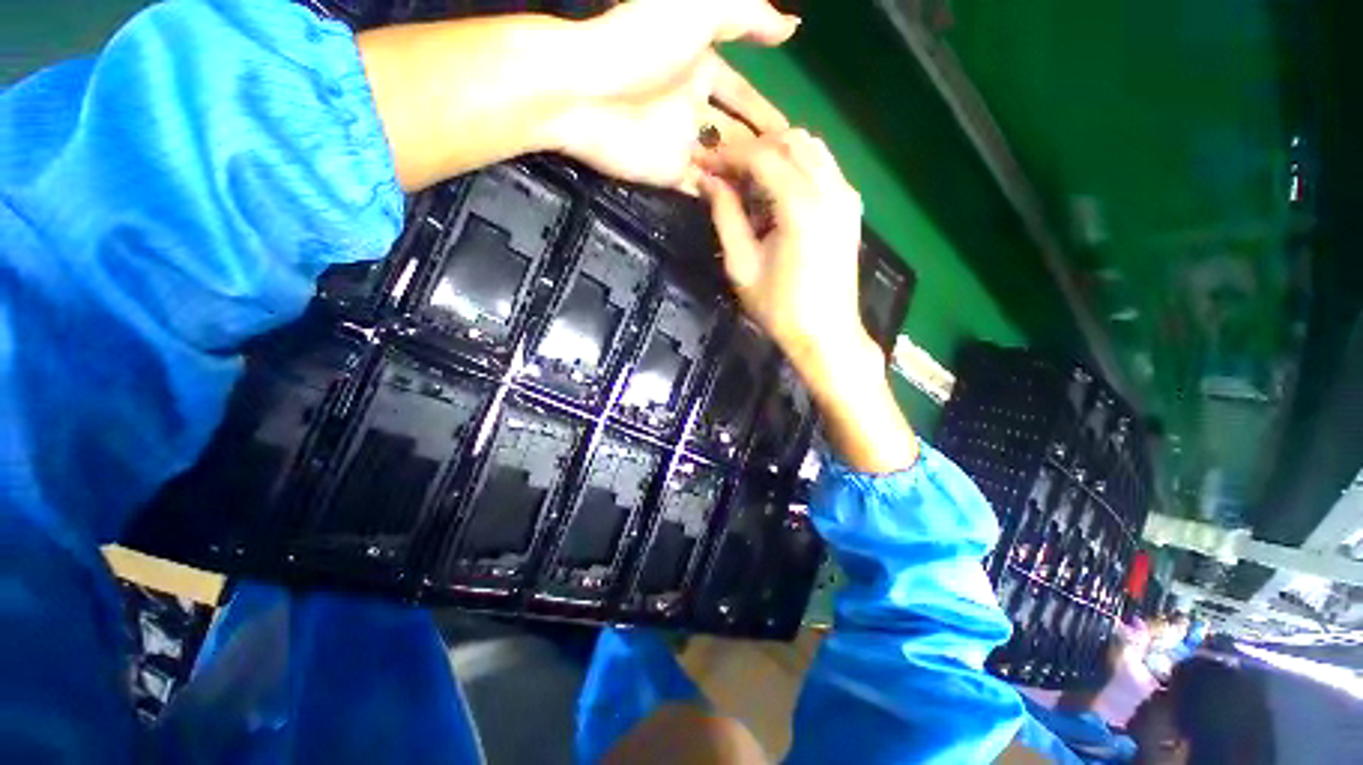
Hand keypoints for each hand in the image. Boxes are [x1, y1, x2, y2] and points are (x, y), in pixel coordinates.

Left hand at [547, 0, 799, 190]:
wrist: (587, 91)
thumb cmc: (642, 44)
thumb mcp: (700, 10)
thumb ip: (747, 16)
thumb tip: (791, 28)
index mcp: (702, 68)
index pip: (743, 95)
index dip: (766, 113)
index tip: (793, 134)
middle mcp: (693, 108)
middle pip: (734, 135)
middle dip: (760, 151)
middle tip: (789, 173)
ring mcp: (680, 144)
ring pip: (721, 165)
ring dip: (744, 178)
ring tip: (775, 196)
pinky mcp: (668, 174)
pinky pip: (701, 189)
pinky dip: (721, 198)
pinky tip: (745, 211)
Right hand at [698, 129, 870, 370]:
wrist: (827, 334)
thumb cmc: (779, 309)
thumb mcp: (742, 266)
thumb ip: (725, 216)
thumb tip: (707, 181)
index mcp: (801, 206)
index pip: (761, 156)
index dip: (728, 155)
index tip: (703, 161)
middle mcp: (830, 189)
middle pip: (789, 140)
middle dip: (751, 148)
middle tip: (724, 170)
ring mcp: (847, 195)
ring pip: (809, 147)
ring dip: (775, 153)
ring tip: (747, 178)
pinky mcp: (851, 205)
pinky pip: (823, 165)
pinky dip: (796, 164)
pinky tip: (777, 188)